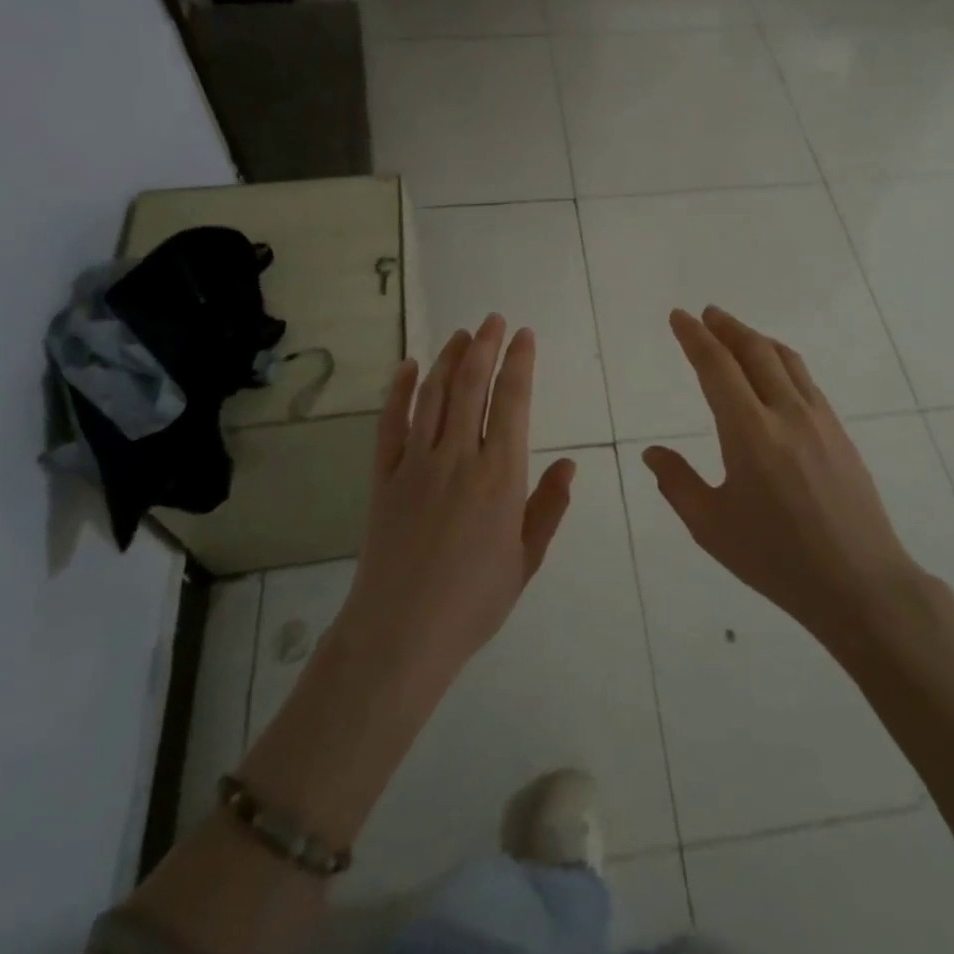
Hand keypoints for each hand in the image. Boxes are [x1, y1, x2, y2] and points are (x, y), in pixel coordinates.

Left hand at [337, 315, 575, 696]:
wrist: (401, 633)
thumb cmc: (474, 601)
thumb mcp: (526, 559)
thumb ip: (548, 508)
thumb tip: (569, 466)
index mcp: (500, 476)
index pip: (513, 403)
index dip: (520, 364)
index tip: (525, 336)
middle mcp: (459, 457)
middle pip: (472, 386)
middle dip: (484, 347)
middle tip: (492, 320)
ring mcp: (417, 463)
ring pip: (434, 396)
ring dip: (448, 359)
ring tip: (460, 333)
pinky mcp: (384, 476)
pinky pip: (391, 423)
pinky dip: (399, 390)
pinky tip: (407, 366)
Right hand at [642, 307, 925, 641]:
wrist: (860, 583)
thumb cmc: (777, 559)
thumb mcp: (712, 527)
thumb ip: (677, 483)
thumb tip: (652, 452)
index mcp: (750, 433)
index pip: (716, 367)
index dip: (694, 337)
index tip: (678, 317)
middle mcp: (786, 413)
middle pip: (754, 351)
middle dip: (726, 327)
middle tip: (706, 314)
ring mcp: (818, 419)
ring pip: (785, 359)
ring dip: (756, 338)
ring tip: (736, 333)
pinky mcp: (839, 431)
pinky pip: (805, 379)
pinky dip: (781, 359)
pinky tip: (774, 371)